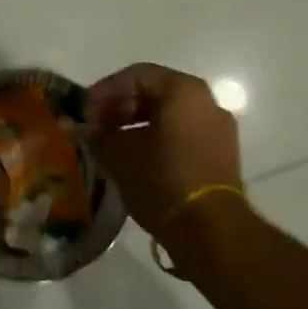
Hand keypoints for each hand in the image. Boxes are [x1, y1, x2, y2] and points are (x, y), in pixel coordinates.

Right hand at [87, 63, 242, 238]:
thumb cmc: (162, 181)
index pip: (136, 76)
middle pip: (155, 92)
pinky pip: (185, 133)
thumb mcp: (119, 155)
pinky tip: (138, 157)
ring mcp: (219, 128)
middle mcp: (206, 101)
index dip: (105, 90)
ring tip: (113, 143)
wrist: (212, 232)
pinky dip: (160, 137)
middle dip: (122, 106)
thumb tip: (84, 126)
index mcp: (182, 90)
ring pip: (171, 114)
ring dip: (139, 123)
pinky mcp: (223, 154)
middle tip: (96, 125)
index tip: (85, 110)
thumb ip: (98, 134)